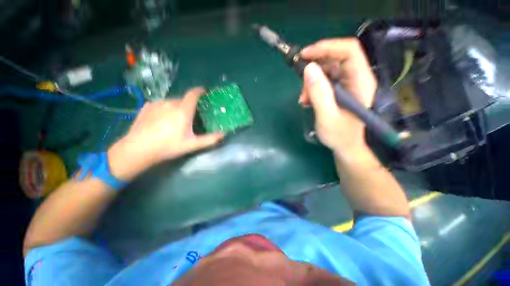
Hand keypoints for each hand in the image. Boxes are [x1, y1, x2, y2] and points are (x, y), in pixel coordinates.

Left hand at [108, 87, 223, 179]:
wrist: (137, 149)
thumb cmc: (168, 146)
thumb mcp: (192, 144)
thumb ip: (210, 139)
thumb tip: (224, 134)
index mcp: (183, 111)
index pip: (193, 94)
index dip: (200, 91)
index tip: (205, 91)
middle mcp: (170, 103)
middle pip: (183, 99)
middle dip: (189, 104)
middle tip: (191, 116)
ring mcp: (156, 104)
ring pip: (172, 101)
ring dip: (177, 107)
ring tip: (176, 119)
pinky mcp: (146, 107)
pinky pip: (161, 104)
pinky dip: (166, 108)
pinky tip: (162, 119)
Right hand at [298, 38, 376, 153]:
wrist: (345, 146)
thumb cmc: (339, 135)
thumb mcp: (327, 116)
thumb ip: (319, 94)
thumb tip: (308, 68)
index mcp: (360, 81)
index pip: (349, 51)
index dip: (327, 47)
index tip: (305, 55)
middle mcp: (356, 78)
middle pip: (335, 58)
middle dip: (314, 69)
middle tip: (301, 86)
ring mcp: (347, 84)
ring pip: (326, 70)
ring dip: (311, 82)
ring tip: (304, 99)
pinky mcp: (339, 90)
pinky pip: (323, 81)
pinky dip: (312, 88)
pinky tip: (307, 100)